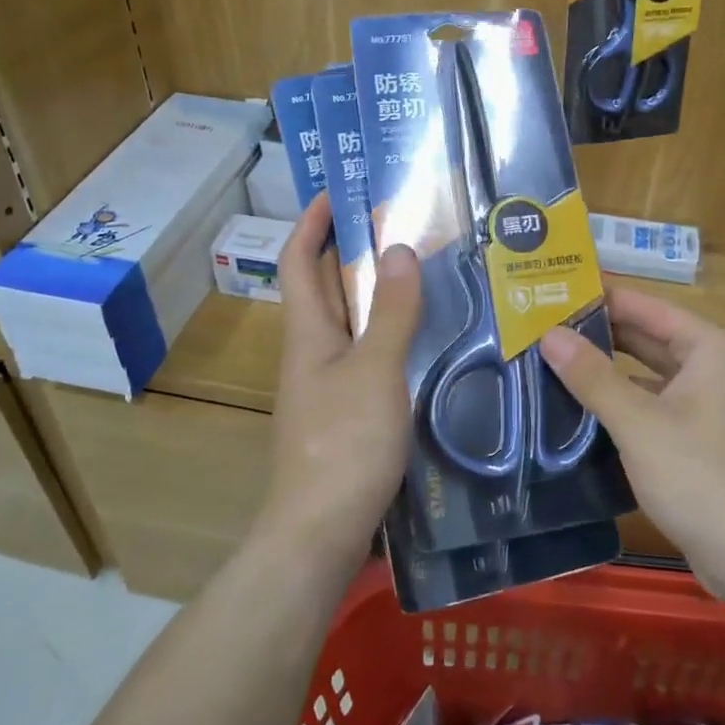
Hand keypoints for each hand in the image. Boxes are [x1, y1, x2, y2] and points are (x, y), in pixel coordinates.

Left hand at [259, 193, 421, 558]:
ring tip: (422, 272)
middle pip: (325, 287)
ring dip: (375, 293)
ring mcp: (327, 385)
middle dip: (351, 250)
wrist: (320, 533)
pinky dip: (389, 334)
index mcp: (308, 332)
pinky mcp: (346, 413)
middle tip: (400, 224)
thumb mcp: (375, 370)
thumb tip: (399, 247)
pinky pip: (366, 355)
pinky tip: (425, 338)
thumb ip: (392, 311)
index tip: (339, 191)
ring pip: (349, 323)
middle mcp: (311, 352)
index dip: (312, 221)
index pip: (299, 260)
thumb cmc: (344, 444)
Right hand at [540, 287, 724, 590]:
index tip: (554, 291)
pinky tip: (584, 408)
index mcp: (710, 348)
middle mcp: (715, 367)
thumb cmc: (701, 477)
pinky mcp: (704, 440)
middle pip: (649, 337)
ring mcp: (712, 405)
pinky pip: (657, 406)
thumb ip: (592, 376)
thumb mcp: (638, 424)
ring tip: (554, 361)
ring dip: (608, 370)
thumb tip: (549, 334)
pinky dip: (624, 402)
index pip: (646, 306)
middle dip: (600, 333)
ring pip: (650, 375)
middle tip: (543, 326)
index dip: (600, 298)